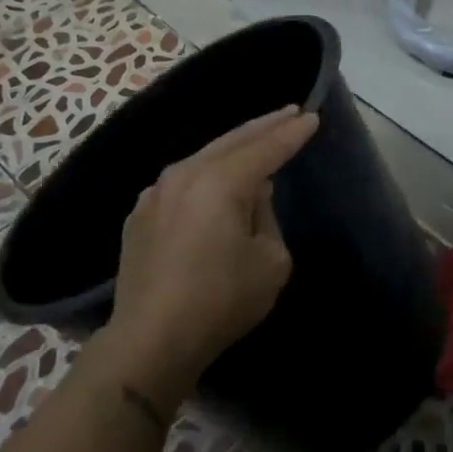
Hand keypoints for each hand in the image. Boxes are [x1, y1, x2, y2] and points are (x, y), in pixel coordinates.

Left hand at [106, 107, 319, 394]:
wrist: (151, 339)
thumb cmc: (221, 301)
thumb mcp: (270, 261)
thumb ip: (266, 217)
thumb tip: (253, 195)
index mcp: (220, 183)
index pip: (265, 148)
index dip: (291, 134)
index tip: (311, 117)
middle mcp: (185, 175)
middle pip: (231, 141)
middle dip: (263, 126)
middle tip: (289, 112)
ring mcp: (156, 193)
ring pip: (203, 157)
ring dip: (233, 147)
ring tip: (257, 139)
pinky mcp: (141, 214)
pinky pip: (182, 181)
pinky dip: (206, 172)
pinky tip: (215, 177)